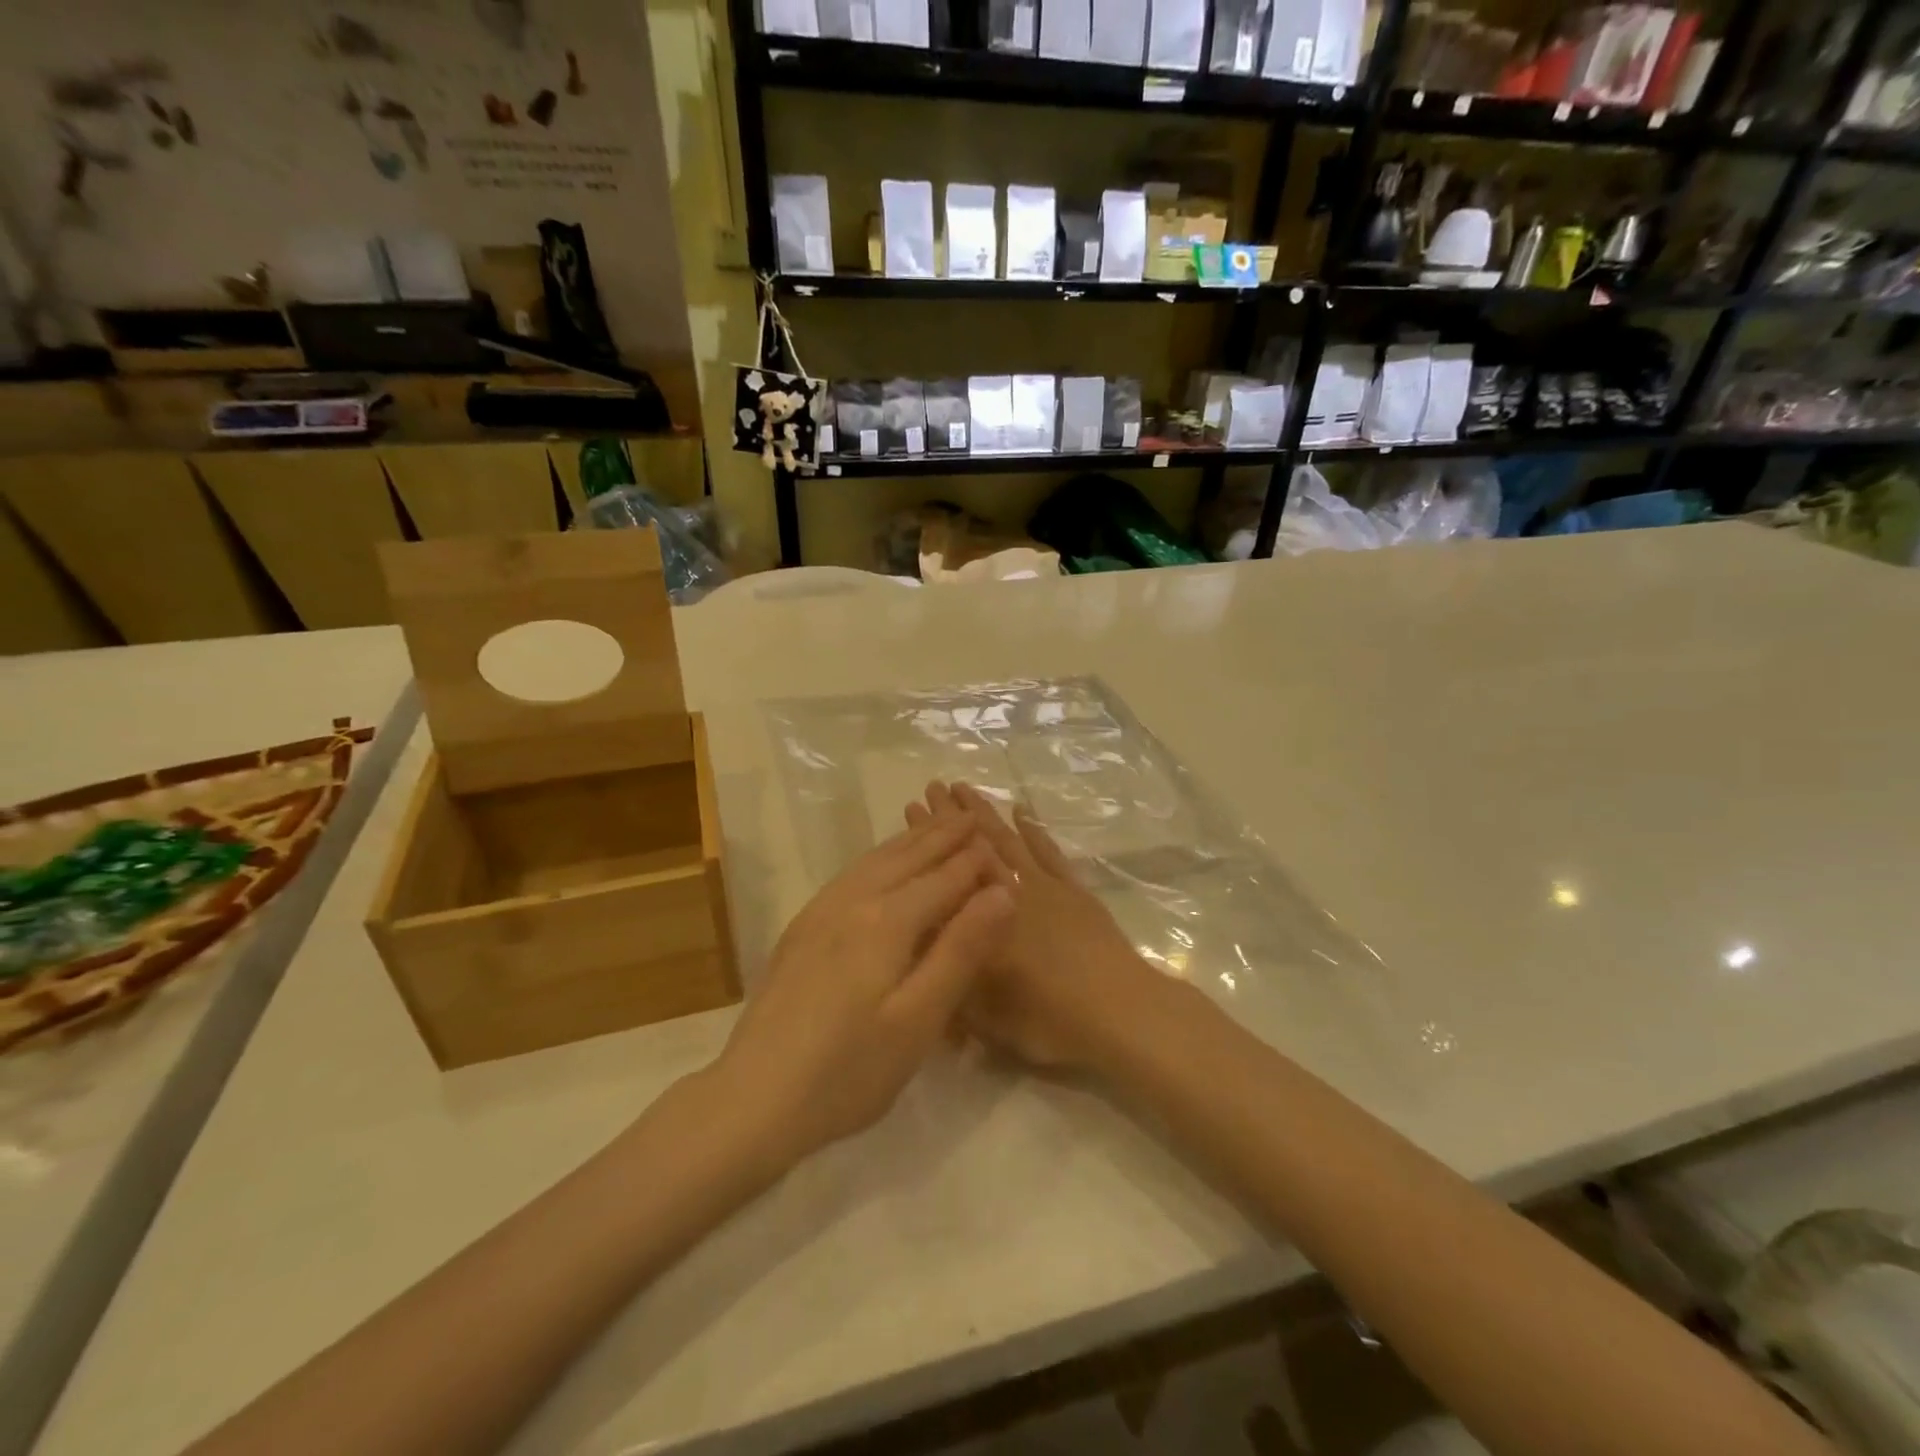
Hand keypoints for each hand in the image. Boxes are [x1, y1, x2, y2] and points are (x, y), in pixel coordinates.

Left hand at [713, 813, 1012, 1168]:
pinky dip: (880, 855)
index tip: (1002, 843)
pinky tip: (882, 862)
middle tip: (973, 814)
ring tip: (935, 823)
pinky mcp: (802, 927)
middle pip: (908, 856)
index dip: (976, 861)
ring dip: (911, 838)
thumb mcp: (918, 1019)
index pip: (944, 877)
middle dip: (943, 835)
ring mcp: (821, 911)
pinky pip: (852, 873)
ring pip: (876, 859)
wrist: (754, 1097)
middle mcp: (853, 901)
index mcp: (887, 921)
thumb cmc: (848, 1070)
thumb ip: (961, 951)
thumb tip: (1002, 892)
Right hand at [906, 783, 1162, 1074]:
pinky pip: (1048, 851)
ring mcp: (1045, 886)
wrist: (1119, 1012)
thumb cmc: (1046, 1017)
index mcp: (982, 919)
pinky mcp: (1074, 890)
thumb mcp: (983, 1012)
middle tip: (932, 786)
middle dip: (951, 817)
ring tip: (965, 787)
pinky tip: (1021, 811)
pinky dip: (1034, 829)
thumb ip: (949, 973)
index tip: (911, 807)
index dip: (927, 840)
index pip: (946, 869)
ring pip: (1008, 839)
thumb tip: (918, 946)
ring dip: (985, 813)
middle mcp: (1010, 892)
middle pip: (975, 845)